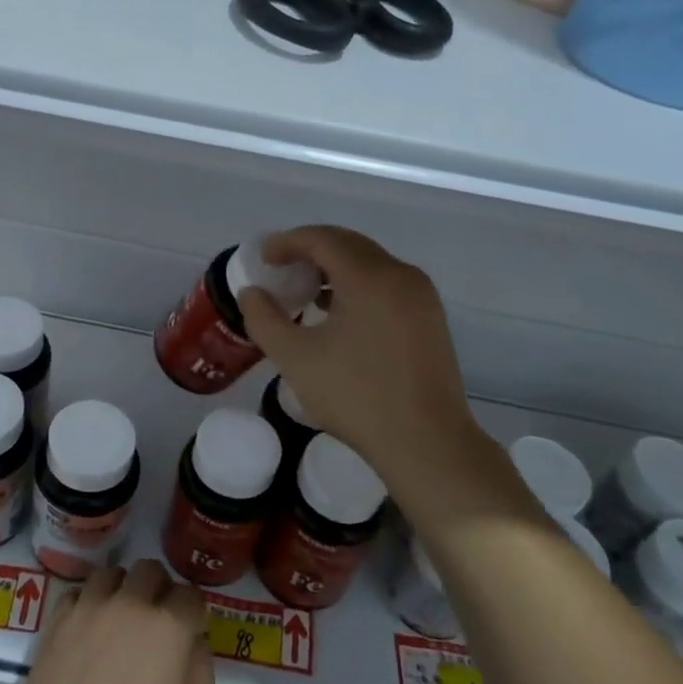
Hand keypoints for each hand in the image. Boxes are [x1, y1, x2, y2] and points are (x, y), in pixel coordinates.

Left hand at [9, 560, 213, 683]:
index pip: (191, 596)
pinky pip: (78, 593)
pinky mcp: (56, 622)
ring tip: (121, 620)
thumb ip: (199, 673)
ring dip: (123, 589)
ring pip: (112, 573)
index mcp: (167, 628)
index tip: (191, 634)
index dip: (194, 614)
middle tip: (157, 622)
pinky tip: (89, 630)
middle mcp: (129, 605)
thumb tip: (193, 642)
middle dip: (160, 590)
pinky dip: (88, 603)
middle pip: (151, 570)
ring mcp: (89, 609)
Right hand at [238, 226, 483, 488]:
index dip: (287, 242)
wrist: (427, 444)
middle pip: (349, 244)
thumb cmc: (357, 398)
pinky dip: (357, 284)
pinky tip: (338, 313)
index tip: (263, 257)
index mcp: (369, 277)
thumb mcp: (296, 359)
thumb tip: (252, 293)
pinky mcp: (430, 317)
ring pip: (370, 263)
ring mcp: (421, 295)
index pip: (322, 239)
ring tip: (305, 290)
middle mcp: (400, 274)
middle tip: (280, 269)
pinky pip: (387, 283)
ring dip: (335, 267)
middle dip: (310, 250)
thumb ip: (264, 319)